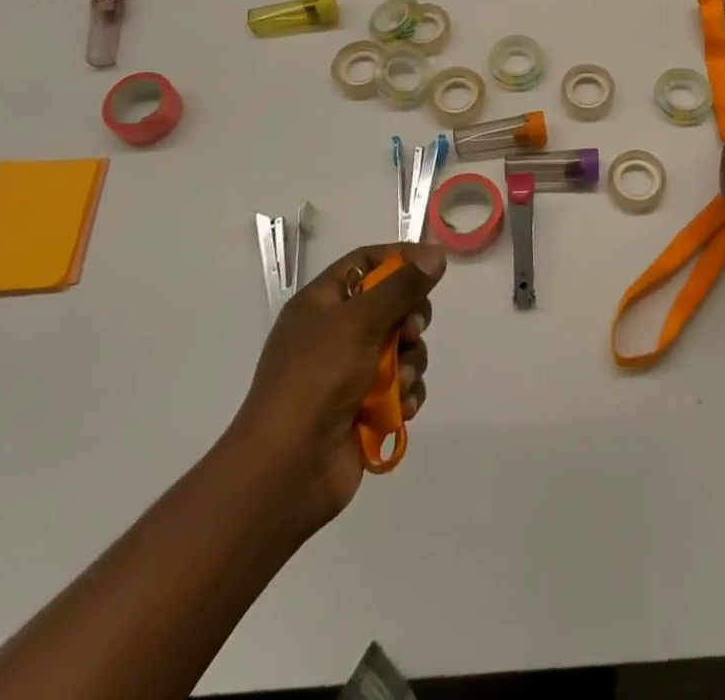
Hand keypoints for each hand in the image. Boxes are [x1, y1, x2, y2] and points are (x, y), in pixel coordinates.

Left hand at [227, 242, 444, 533]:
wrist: (287, 470)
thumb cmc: (316, 380)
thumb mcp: (358, 322)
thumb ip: (401, 286)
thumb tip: (436, 254)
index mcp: (322, 304)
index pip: (366, 262)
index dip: (400, 258)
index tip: (433, 264)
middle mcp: (336, 333)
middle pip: (392, 304)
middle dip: (410, 319)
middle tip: (410, 332)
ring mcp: (351, 372)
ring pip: (403, 347)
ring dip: (409, 363)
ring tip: (398, 383)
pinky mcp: (366, 407)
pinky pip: (403, 386)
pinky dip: (407, 394)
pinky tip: (401, 409)